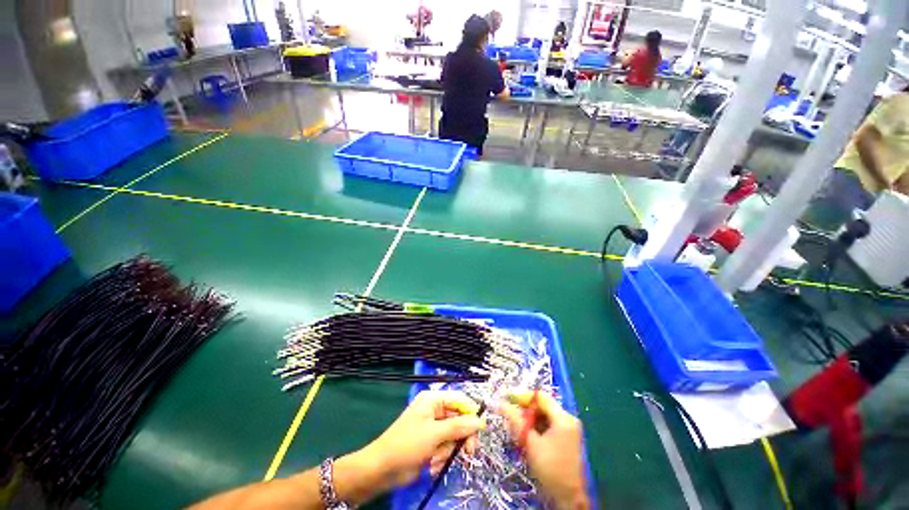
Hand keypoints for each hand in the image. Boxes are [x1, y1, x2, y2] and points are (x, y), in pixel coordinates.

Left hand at [349, 390, 483, 493]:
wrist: (382, 470)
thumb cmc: (407, 444)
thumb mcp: (434, 434)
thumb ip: (458, 426)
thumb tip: (479, 421)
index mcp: (433, 400)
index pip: (459, 399)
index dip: (471, 412)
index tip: (481, 429)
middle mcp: (435, 410)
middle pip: (459, 418)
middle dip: (461, 437)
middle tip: (469, 453)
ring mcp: (433, 427)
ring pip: (454, 436)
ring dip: (449, 451)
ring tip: (437, 460)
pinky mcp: (431, 442)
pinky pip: (446, 447)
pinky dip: (442, 457)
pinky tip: (432, 465)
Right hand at [500, 392, 588, 509]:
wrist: (568, 498)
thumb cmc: (550, 469)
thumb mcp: (530, 443)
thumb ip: (516, 421)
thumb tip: (500, 403)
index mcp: (563, 418)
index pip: (540, 398)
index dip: (523, 396)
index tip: (507, 399)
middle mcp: (568, 419)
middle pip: (542, 406)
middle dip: (524, 410)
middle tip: (509, 416)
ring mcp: (568, 428)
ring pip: (543, 415)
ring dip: (529, 419)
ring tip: (514, 427)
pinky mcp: (566, 437)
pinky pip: (548, 424)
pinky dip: (536, 427)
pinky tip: (525, 435)